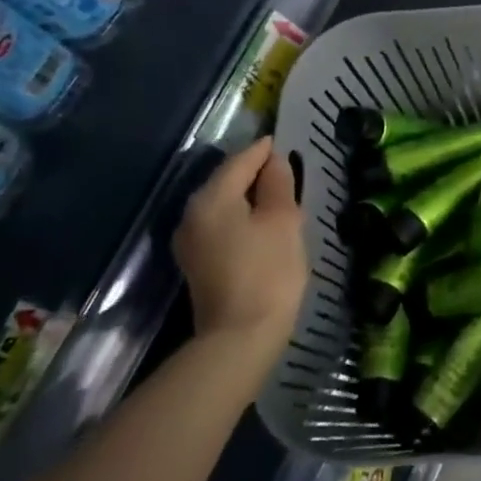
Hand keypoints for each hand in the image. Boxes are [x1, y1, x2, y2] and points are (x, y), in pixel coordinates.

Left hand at [173, 138, 307, 349]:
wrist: (240, 338)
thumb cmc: (268, 271)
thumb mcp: (283, 221)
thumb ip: (278, 184)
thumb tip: (275, 161)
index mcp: (211, 198)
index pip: (240, 160)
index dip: (265, 150)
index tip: (287, 142)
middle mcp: (191, 214)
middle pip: (227, 181)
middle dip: (256, 174)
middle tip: (289, 171)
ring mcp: (191, 242)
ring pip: (224, 205)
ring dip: (251, 198)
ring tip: (282, 198)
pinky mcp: (198, 264)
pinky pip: (222, 227)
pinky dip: (243, 219)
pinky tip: (264, 227)